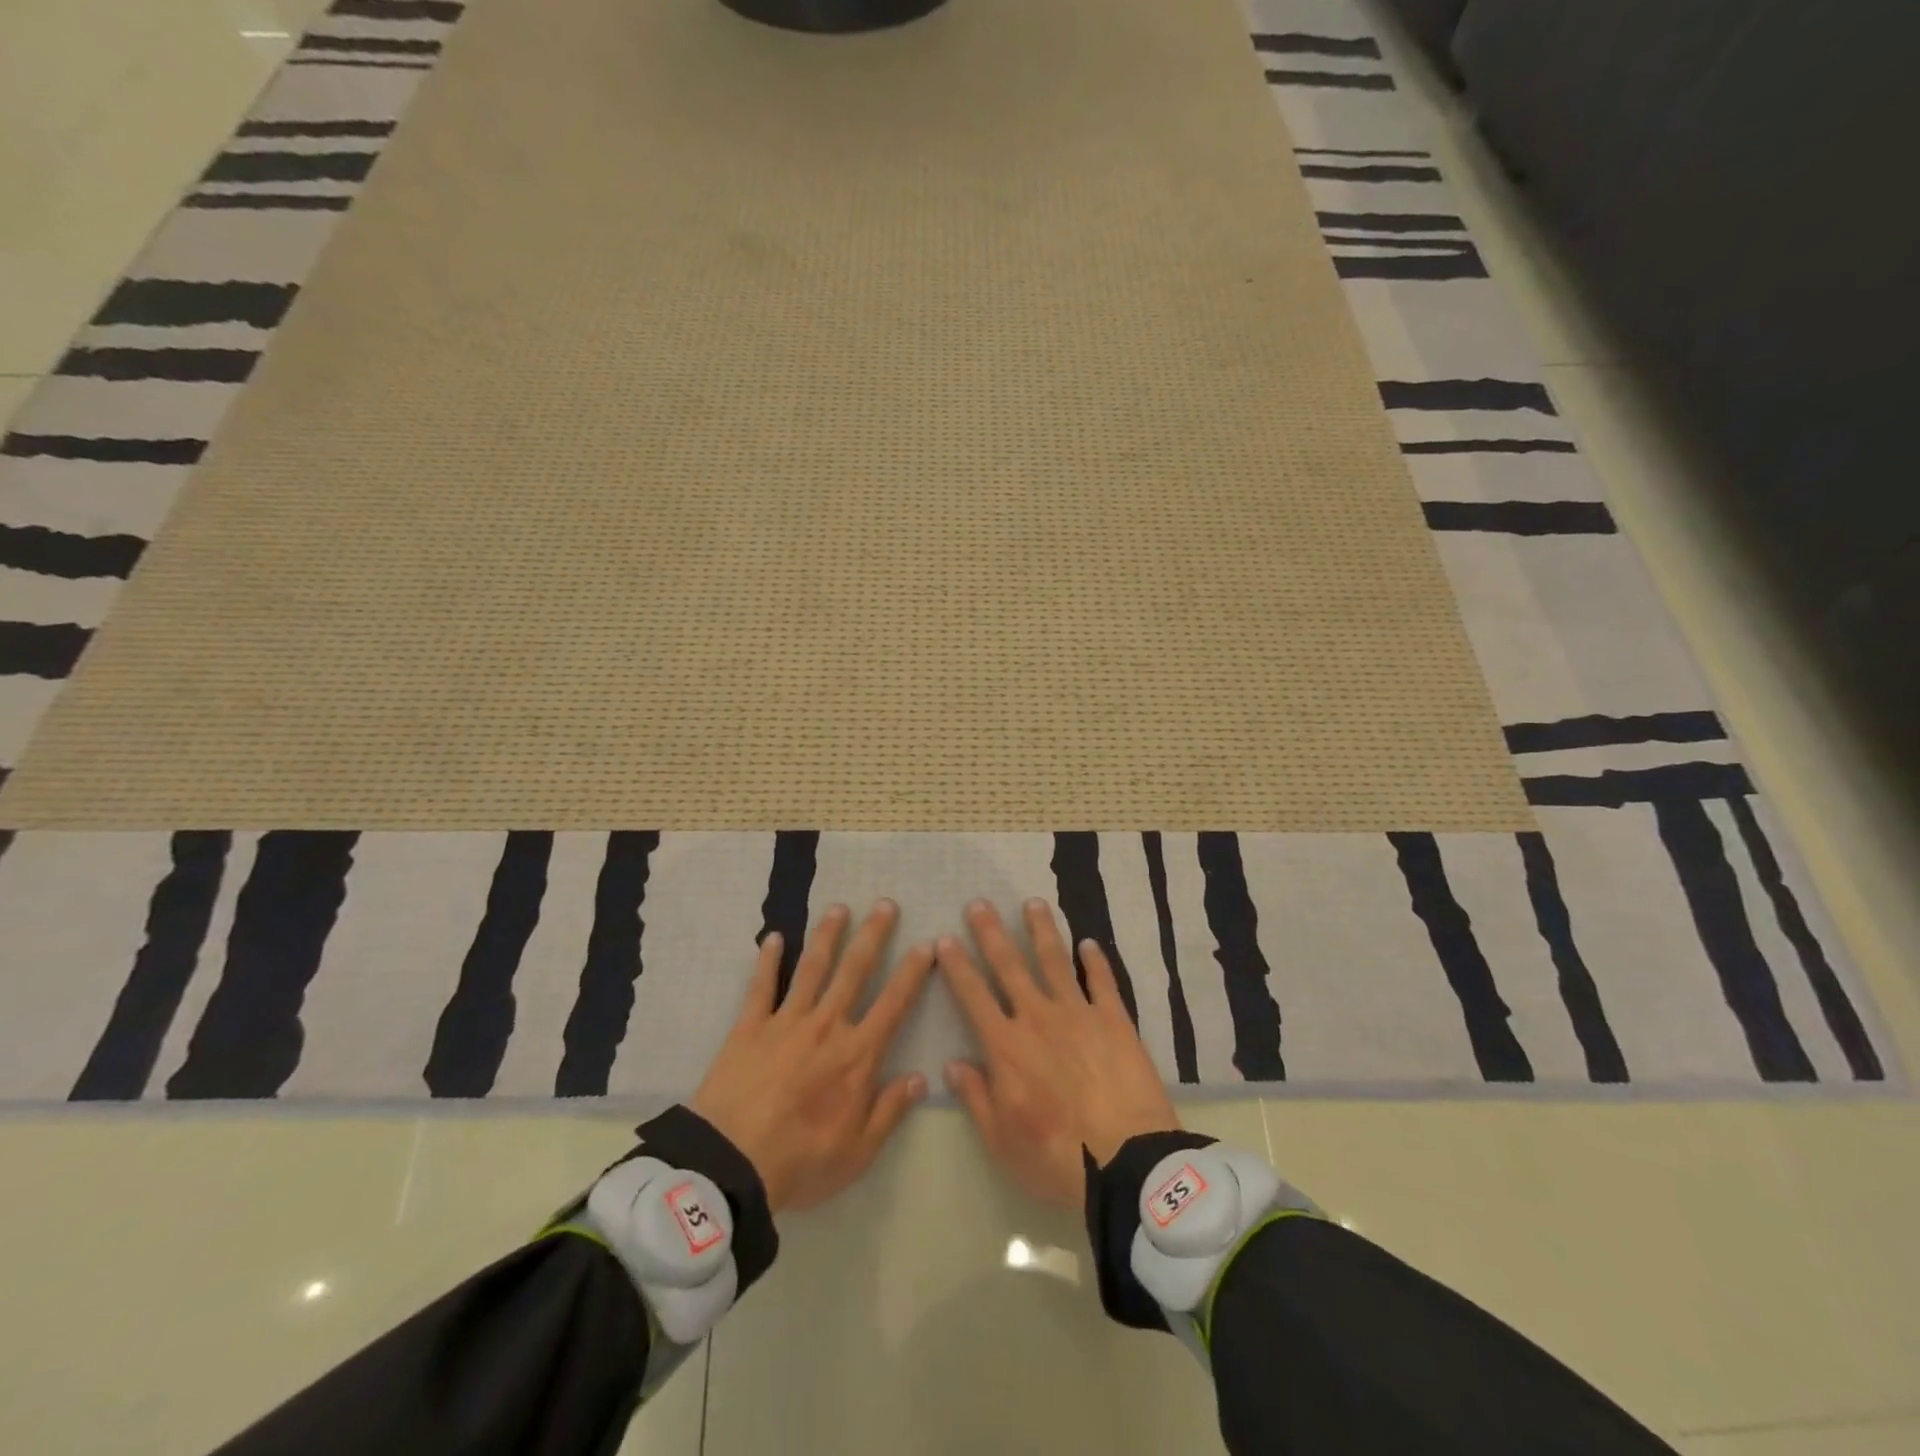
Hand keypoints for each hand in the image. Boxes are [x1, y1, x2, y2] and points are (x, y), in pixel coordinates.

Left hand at [691, 900, 933, 1212]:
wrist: (730, 1164)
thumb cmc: (800, 1162)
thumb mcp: (857, 1152)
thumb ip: (890, 1111)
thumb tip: (921, 1077)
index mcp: (856, 1055)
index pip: (893, 1004)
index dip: (912, 973)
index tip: (926, 944)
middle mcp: (826, 1026)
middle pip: (854, 971)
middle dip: (873, 936)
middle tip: (885, 904)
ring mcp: (786, 1022)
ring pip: (812, 968)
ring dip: (827, 936)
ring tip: (838, 908)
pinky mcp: (749, 1028)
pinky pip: (761, 987)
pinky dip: (767, 961)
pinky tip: (772, 938)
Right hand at [937, 899, 1179, 1208]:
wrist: (1126, 1160)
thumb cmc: (1056, 1157)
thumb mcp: (1001, 1140)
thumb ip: (975, 1097)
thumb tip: (952, 1063)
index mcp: (1006, 1046)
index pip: (973, 996)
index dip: (957, 966)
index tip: (945, 939)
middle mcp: (1038, 1018)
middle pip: (1010, 966)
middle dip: (992, 933)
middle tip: (980, 903)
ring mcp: (1078, 1013)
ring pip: (1055, 961)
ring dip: (1042, 930)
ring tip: (1033, 903)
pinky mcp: (1114, 1019)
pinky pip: (1102, 981)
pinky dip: (1095, 960)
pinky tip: (1088, 943)